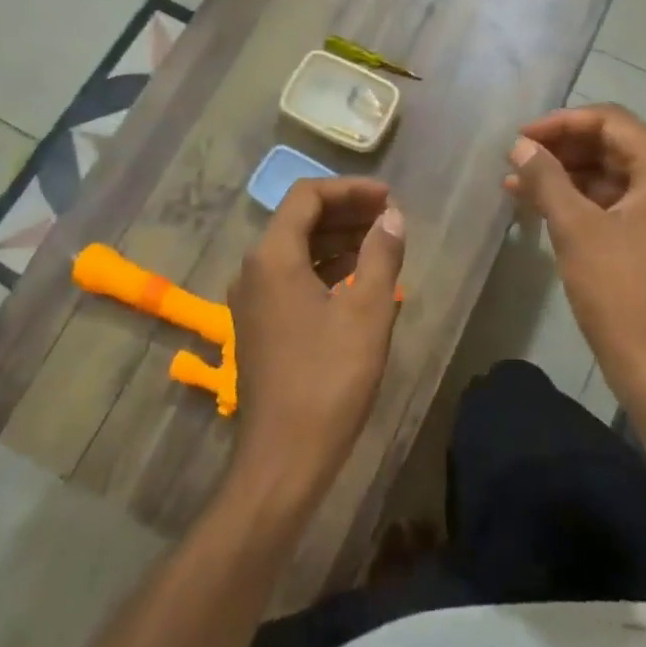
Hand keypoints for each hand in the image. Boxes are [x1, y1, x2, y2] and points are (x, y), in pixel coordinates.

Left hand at [226, 178, 405, 516]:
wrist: (284, 458)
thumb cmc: (329, 380)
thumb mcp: (367, 313)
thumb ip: (381, 255)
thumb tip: (392, 216)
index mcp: (273, 257)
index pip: (307, 196)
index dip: (350, 189)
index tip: (388, 198)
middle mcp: (254, 269)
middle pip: (299, 219)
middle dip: (345, 211)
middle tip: (390, 216)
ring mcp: (253, 298)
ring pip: (295, 248)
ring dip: (336, 238)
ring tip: (381, 242)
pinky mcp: (260, 323)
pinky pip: (291, 276)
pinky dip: (323, 266)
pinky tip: (356, 276)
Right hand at [506, 105, 645, 414]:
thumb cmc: (621, 292)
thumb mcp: (576, 229)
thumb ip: (546, 179)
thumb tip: (519, 146)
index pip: (609, 121)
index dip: (561, 123)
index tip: (519, 138)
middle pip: (609, 145)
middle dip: (560, 149)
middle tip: (515, 159)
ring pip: (606, 176)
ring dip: (563, 176)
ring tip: (515, 184)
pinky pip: (609, 204)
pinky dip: (576, 202)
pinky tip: (538, 208)